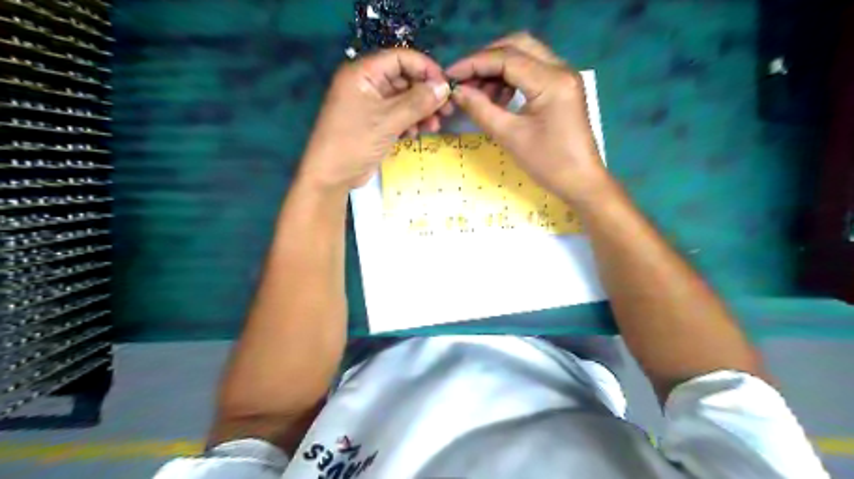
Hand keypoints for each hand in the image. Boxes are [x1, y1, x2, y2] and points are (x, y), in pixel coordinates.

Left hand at [301, 48, 453, 191]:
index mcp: (364, 73)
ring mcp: (371, 104)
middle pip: (405, 79)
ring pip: (404, 99)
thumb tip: (445, 88)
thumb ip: (418, 102)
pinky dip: (411, 122)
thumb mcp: (389, 120)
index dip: (425, 69)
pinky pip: (398, 115)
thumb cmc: (355, 142)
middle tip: (447, 110)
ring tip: (434, 126)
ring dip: (421, 111)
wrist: (332, 176)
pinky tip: (417, 133)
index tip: (446, 86)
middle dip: (426, 95)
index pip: (401, 59)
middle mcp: (367, 84)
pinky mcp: (375, 122)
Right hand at [444, 31, 610, 204]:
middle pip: (517, 45)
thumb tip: (457, 91)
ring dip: (498, 69)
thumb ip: (481, 109)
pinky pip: (532, 70)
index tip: (450, 75)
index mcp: (551, 80)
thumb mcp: (510, 136)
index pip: (506, 58)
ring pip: (524, 55)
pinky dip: (511, 78)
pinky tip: (498, 99)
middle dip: (486, 59)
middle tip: (465, 80)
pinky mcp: (562, 86)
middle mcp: (560, 69)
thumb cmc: (548, 163)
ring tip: (479, 94)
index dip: (474, 63)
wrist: (581, 181)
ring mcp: (564, 76)